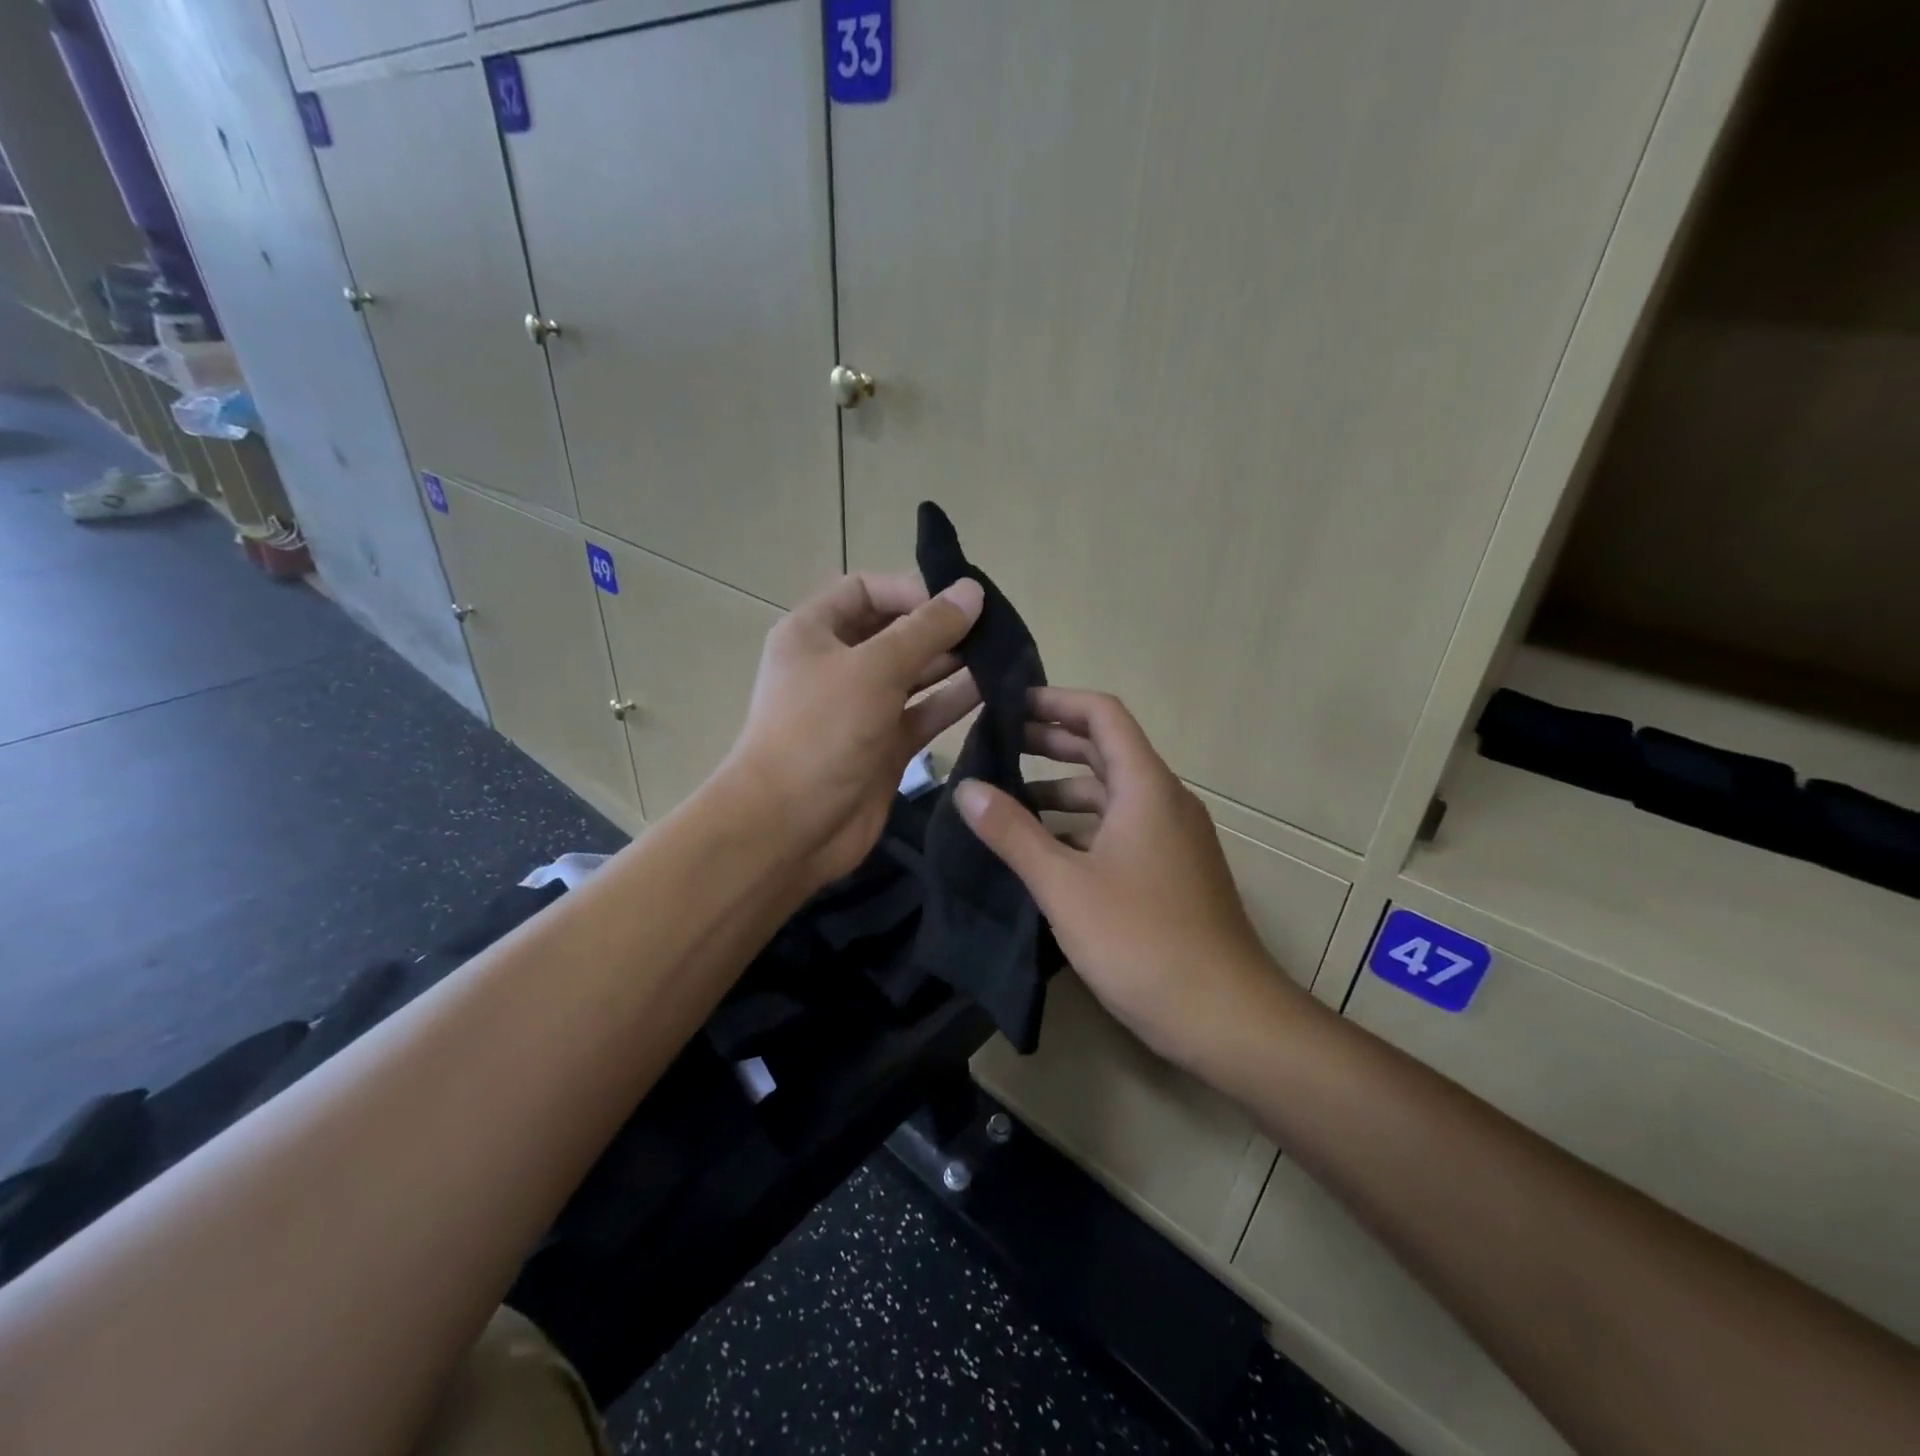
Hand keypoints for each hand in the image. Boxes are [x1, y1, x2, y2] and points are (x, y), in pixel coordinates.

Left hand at [726, 572, 983, 891]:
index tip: (958, 603)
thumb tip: (972, 590)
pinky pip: (923, 713)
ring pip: (914, 674)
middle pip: (895, 631)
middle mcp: (836, 665)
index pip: (866, 590)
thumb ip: (926, 630)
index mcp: (814, 633)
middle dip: (941, 628)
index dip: (911, 590)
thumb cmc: (820, 733)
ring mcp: (861, 708)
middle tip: (995, 630)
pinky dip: (953, 702)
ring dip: (953, 664)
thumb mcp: (873, 669)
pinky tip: (993, 691)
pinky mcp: (884, 746)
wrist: (788, 828)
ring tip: (1003, 657)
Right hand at [954, 688, 1296, 1070]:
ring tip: (1009, 799)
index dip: (1055, 701)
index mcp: (1145, 787)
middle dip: (1051, 743)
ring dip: (1063, 789)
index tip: (1009, 705)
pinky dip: (1082, 828)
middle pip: (1106, 750)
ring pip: (1112, 795)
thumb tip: (966, 787)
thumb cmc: (1141, 940)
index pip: (1102, 715)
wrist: (1224, 1016)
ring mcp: (1172, 838)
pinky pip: (1121, 829)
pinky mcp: (1171, 872)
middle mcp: (1164, 801)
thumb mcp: (1064, 885)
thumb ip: (1012, 832)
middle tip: (996, 746)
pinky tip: (1045, 851)